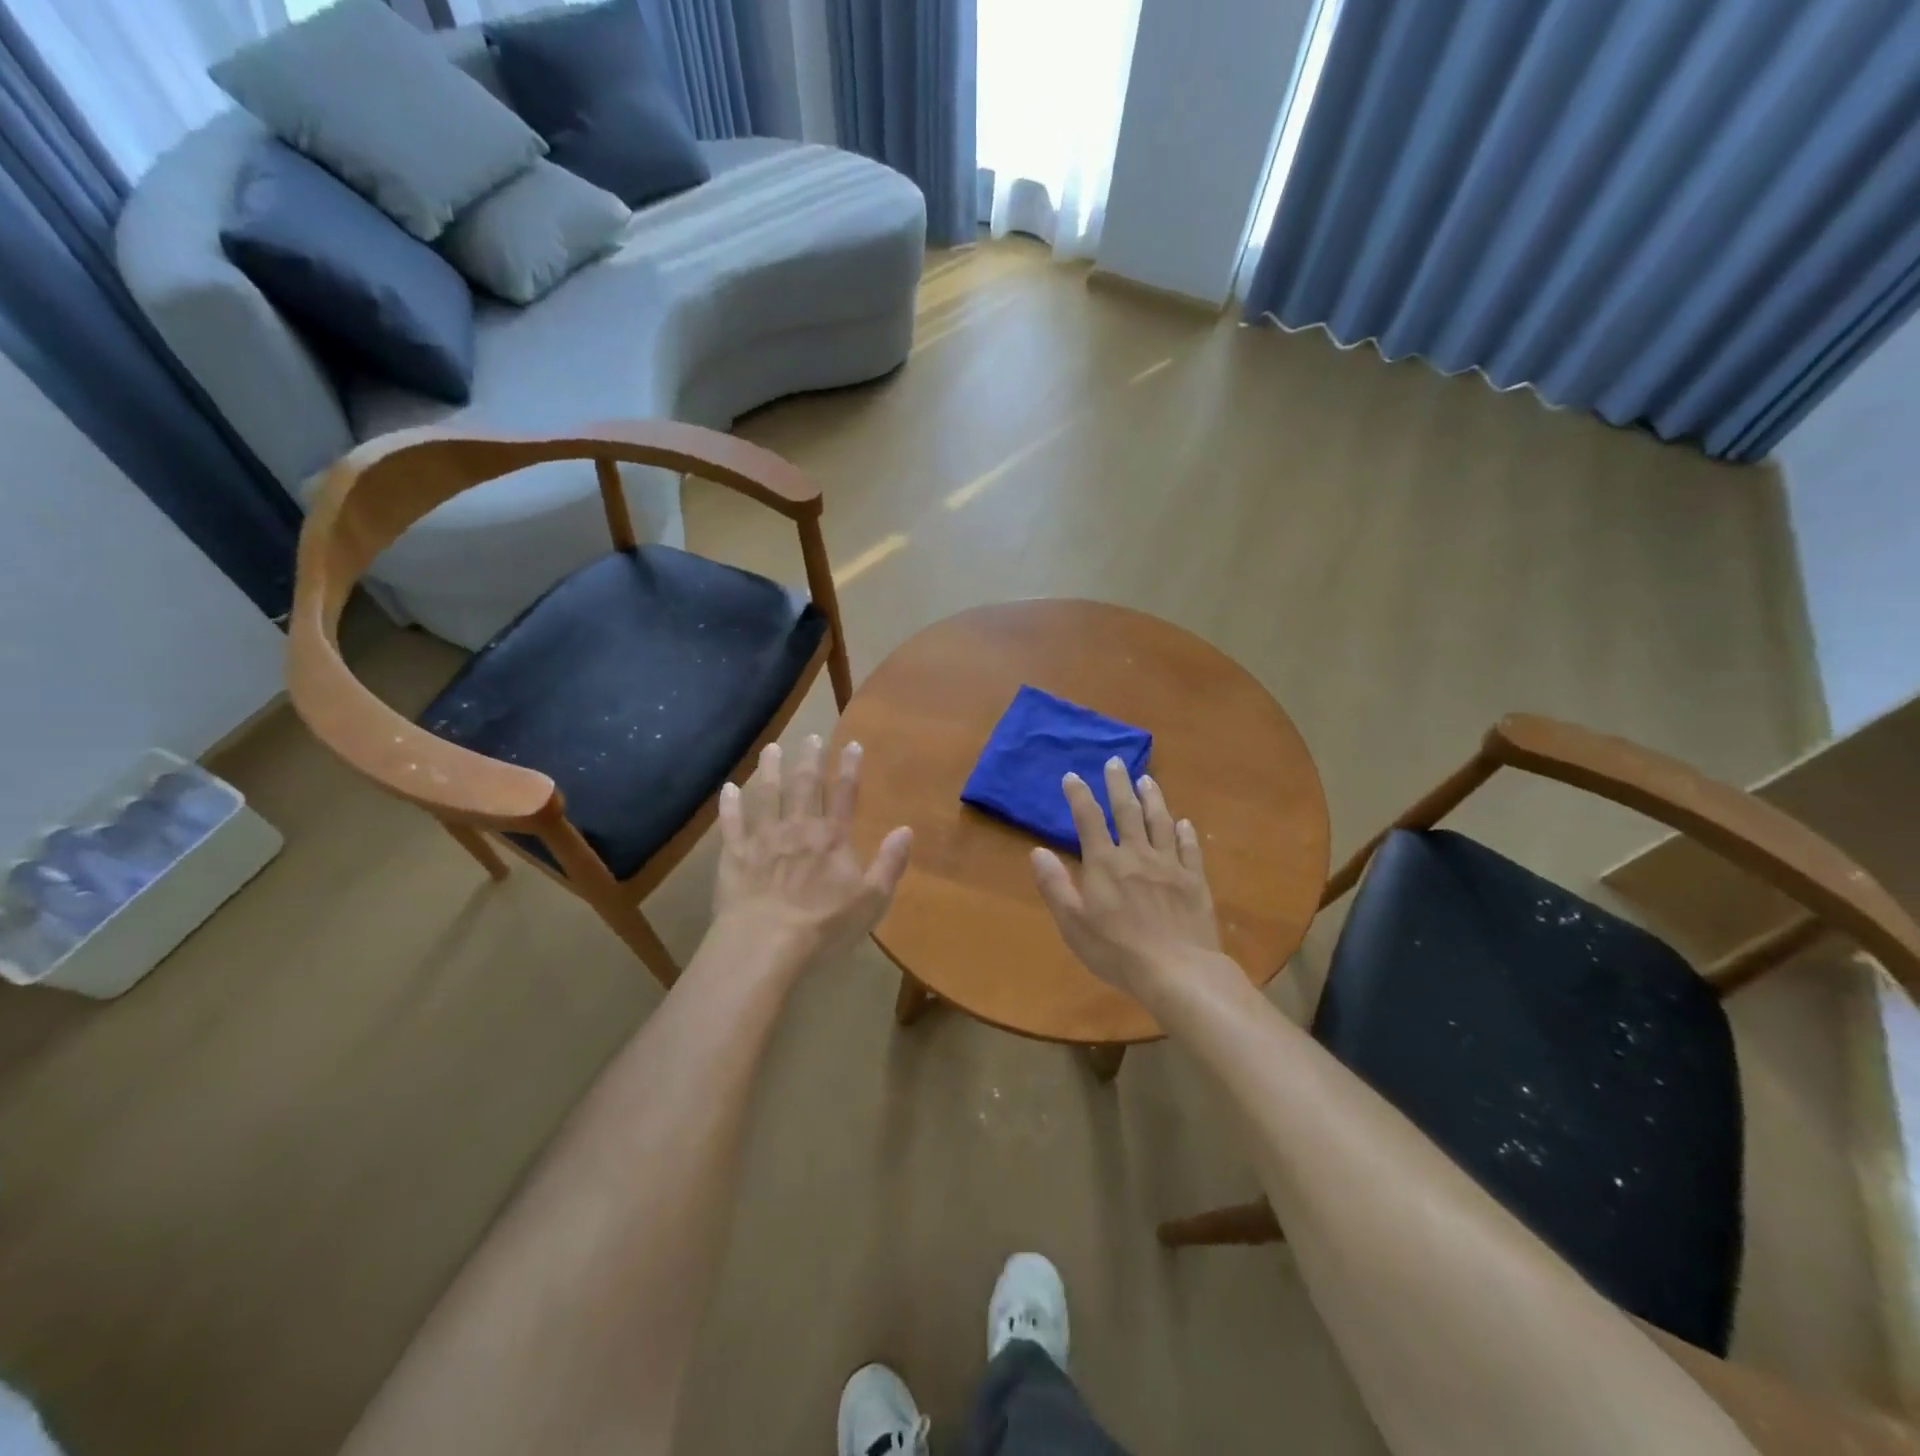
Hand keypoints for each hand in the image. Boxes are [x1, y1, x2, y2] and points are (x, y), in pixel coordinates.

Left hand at [713, 735, 911, 970]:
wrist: (765, 944)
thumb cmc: (824, 926)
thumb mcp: (871, 900)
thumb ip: (889, 863)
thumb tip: (906, 830)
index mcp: (832, 838)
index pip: (845, 794)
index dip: (850, 768)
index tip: (852, 744)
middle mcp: (798, 828)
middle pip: (805, 785)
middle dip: (810, 759)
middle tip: (811, 736)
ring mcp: (763, 839)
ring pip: (767, 795)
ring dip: (770, 770)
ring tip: (772, 749)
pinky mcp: (734, 855)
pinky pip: (731, 824)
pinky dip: (730, 805)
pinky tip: (728, 789)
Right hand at [1031, 758, 1219, 999]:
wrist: (1178, 971)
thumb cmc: (1117, 951)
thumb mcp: (1073, 923)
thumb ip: (1055, 885)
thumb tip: (1037, 851)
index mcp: (1105, 864)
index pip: (1088, 820)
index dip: (1078, 795)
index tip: (1072, 776)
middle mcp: (1137, 855)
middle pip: (1127, 811)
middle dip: (1118, 784)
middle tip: (1116, 762)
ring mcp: (1169, 865)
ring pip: (1160, 822)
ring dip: (1153, 798)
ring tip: (1147, 779)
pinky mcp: (1194, 880)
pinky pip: (1189, 848)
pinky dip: (1185, 832)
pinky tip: (1184, 823)